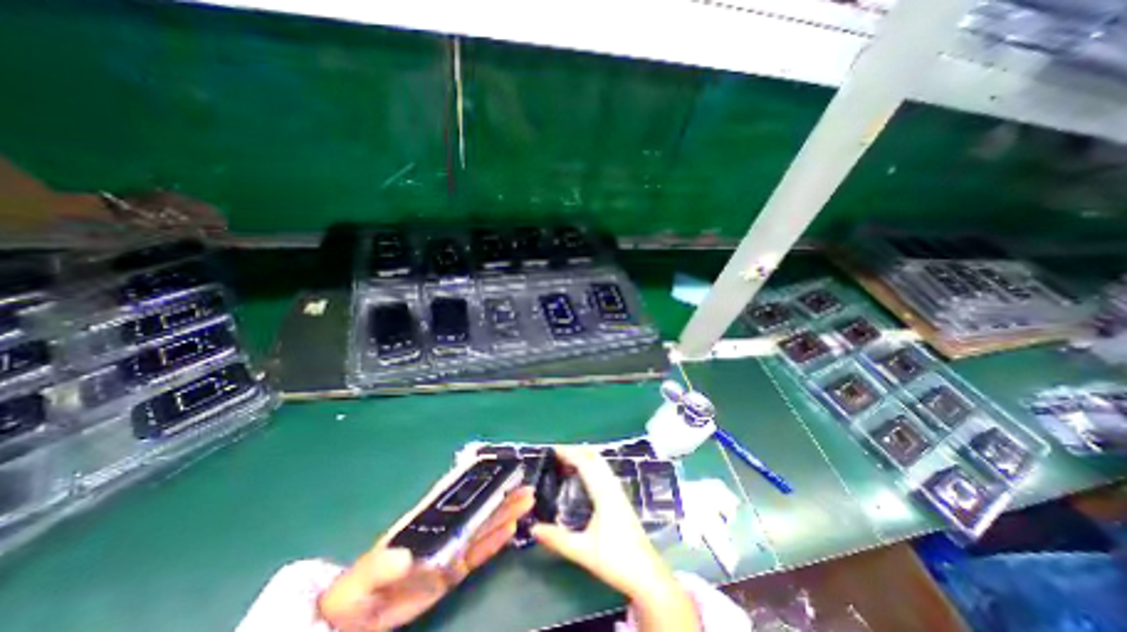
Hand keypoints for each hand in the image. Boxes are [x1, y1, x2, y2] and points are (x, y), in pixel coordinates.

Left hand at [319, 487, 532, 628]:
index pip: (455, 496)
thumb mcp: (362, 579)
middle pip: (477, 509)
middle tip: (525, 485)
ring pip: (484, 527)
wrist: (355, 621)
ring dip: (505, 513)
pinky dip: (496, 540)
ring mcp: (451, 549)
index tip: (499, 470)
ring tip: (527, 499)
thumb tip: (402, 557)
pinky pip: (480, 552)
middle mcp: (443, 529)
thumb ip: (379, 566)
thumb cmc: (356, 591)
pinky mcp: (454, 571)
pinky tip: (512, 528)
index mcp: (425, 520)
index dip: (478, 482)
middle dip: (501, 495)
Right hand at [530, 449, 695, 622]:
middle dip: (575, 451)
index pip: (584, 462)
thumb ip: (557, 539)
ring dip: (584, 457)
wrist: (647, 574)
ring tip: (565, 462)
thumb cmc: (616, 560)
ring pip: (600, 463)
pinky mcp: (620, 497)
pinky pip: (603, 471)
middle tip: (556, 455)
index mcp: (603, 492)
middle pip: (594, 457)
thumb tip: (533, 528)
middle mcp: (611, 485)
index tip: (551, 450)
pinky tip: (582, 477)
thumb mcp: (583, 551)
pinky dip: (590, 465)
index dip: (568, 452)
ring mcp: (618, 490)